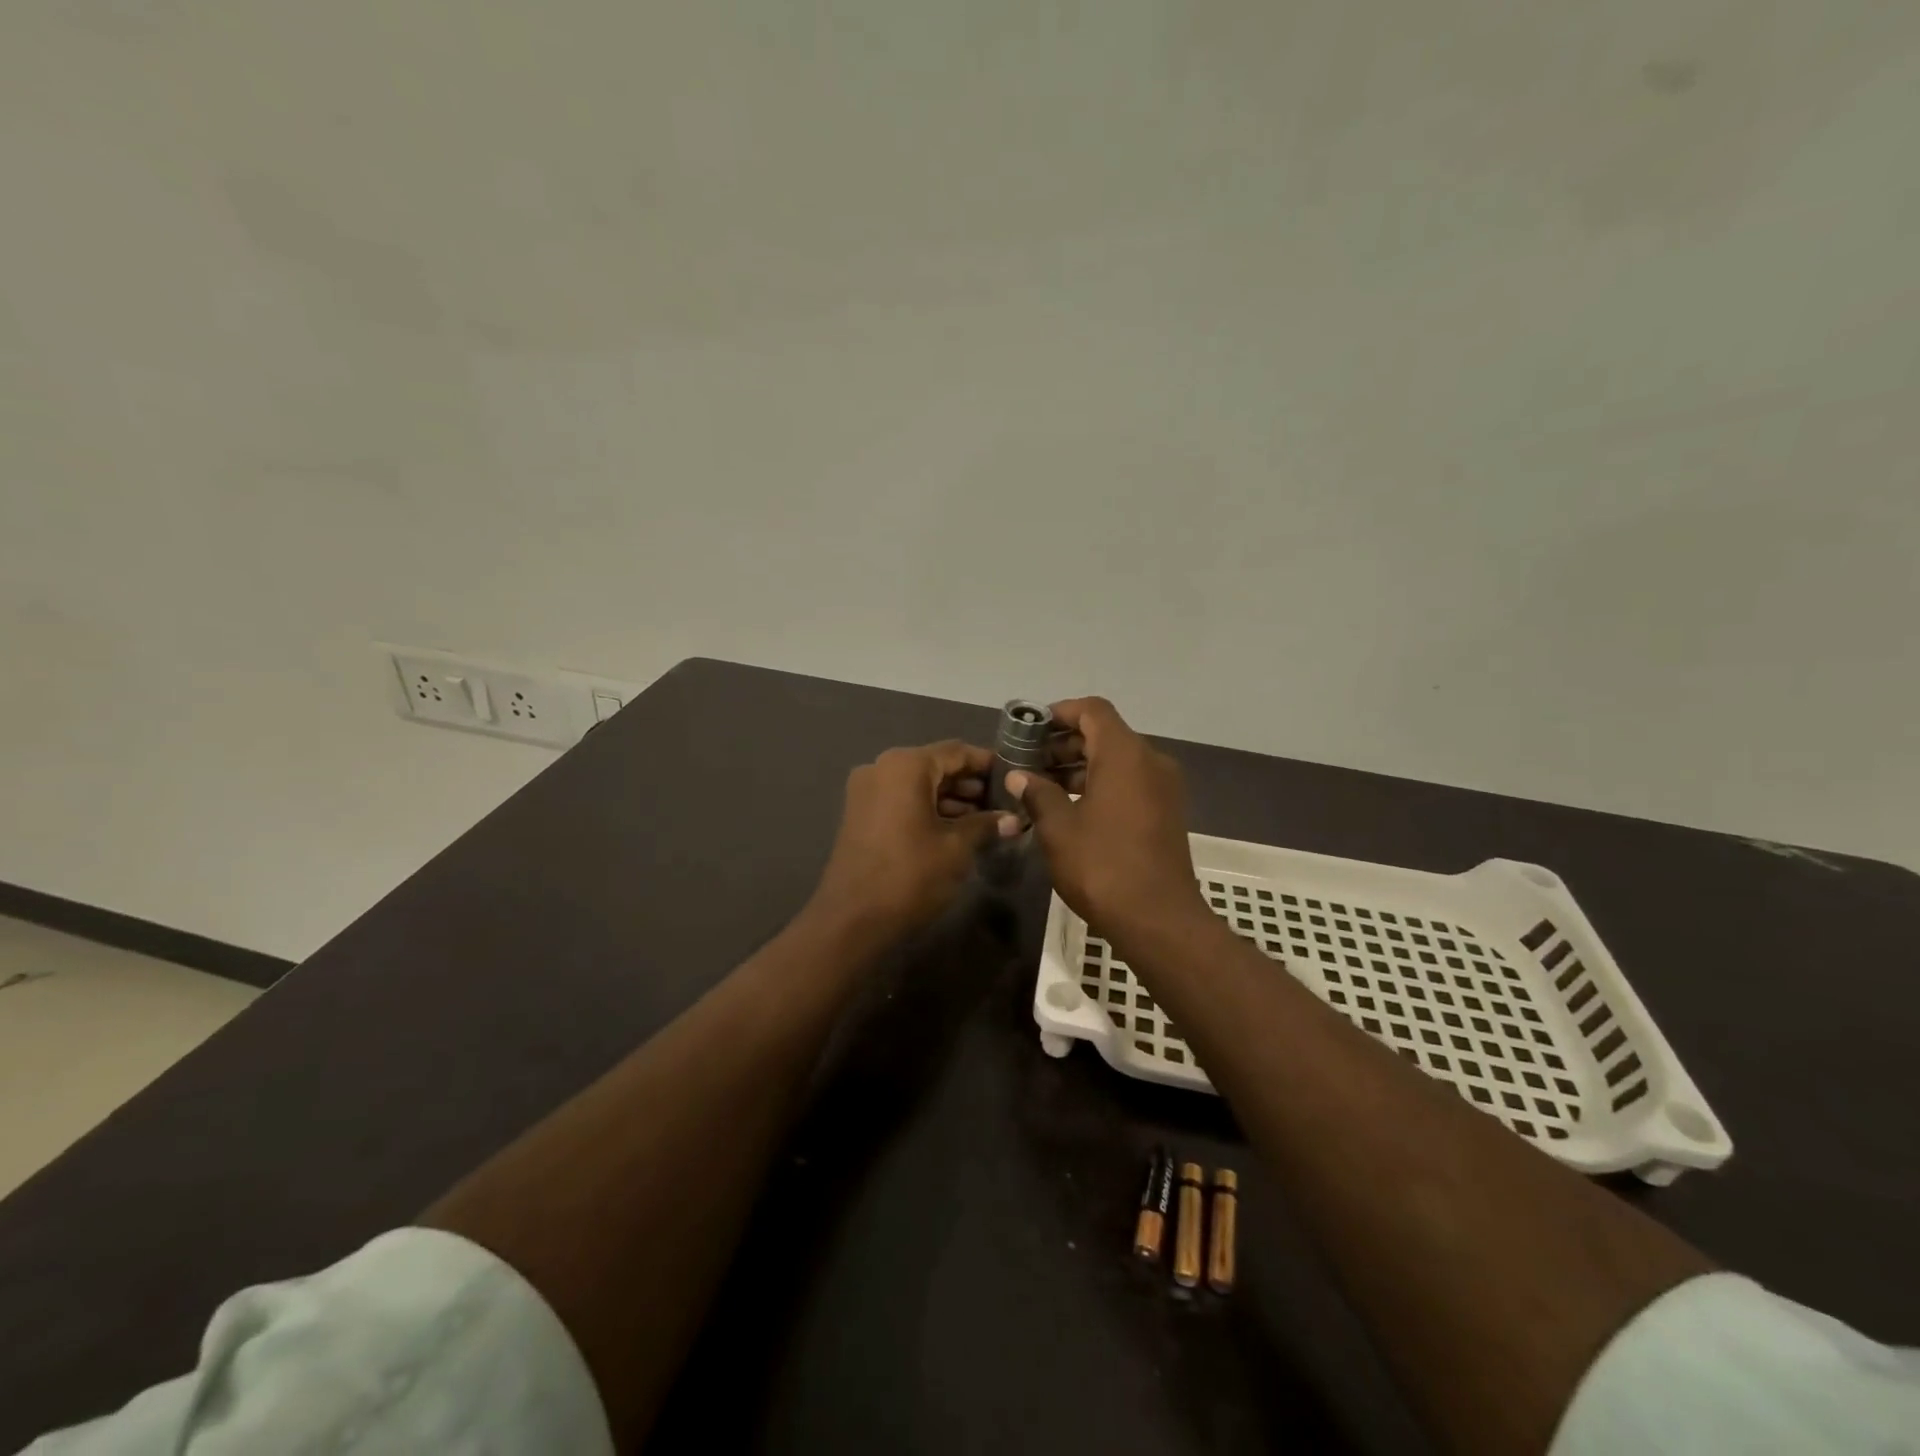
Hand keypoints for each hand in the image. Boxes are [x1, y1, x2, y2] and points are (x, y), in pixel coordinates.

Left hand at [810, 740, 1021, 940]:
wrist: (852, 919)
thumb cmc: (910, 875)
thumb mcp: (956, 848)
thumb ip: (985, 825)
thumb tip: (1013, 819)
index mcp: (906, 765)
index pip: (956, 751)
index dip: (987, 763)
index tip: (1013, 775)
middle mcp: (882, 768)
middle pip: (935, 765)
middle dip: (969, 783)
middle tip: (1002, 802)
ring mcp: (866, 791)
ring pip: (918, 784)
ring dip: (949, 798)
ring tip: (984, 819)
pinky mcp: (860, 814)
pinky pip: (901, 800)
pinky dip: (927, 808)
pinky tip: (955, 829)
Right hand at [1005, 698, 1208, 940]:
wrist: (1158, 920)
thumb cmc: (1102, 867)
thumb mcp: (1058, 829)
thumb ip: (1037, 793)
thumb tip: (1019, 776)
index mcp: (1125, 755)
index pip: (1093, 710)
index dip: (1061, 712)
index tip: (1031, 729)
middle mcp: (1150, 762)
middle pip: (1105, 734)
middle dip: (1065, 743)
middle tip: (1029, 762)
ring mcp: (1163, 788)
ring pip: (1118, 760)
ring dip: (1081, 766)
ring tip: (1043, 787)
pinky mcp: (1166, 812)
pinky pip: (1130, 782)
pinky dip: (1101, 784)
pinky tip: (1070, 808)